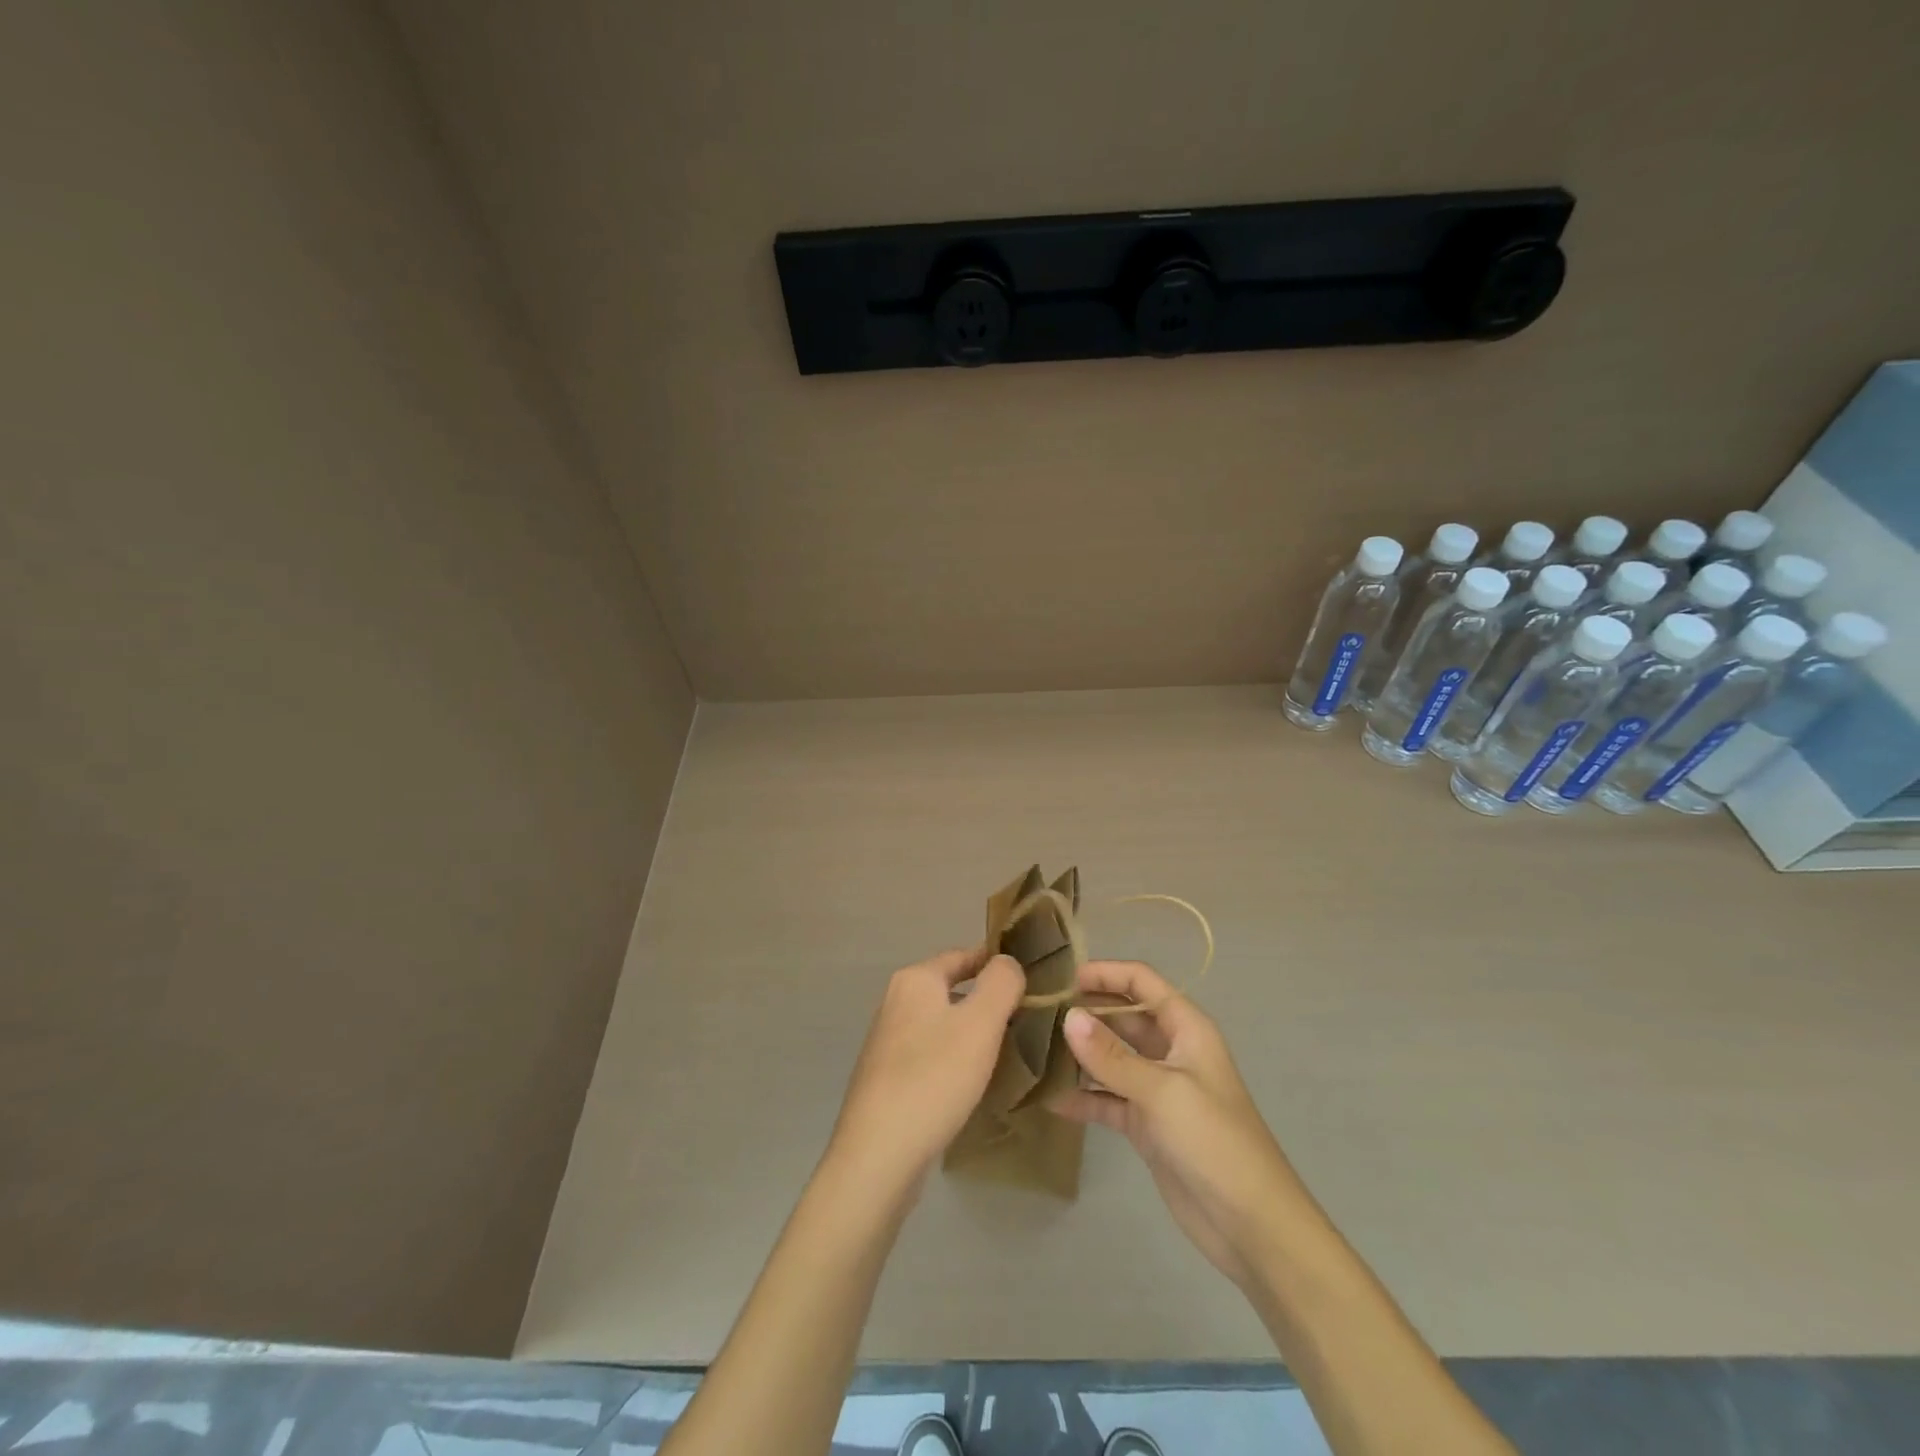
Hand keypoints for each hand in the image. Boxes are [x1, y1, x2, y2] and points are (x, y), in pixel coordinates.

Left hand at [827, 947, 1023, 1195]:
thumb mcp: (980, 1023)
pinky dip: (955, 1060)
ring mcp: (888, 1041)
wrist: (879, 1155)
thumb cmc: (933, 1077)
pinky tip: (974, 1083)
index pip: (963, 955)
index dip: (996, 963)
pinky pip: (931, 1055)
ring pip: (942, 1024)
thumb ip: (1001, 983)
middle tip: (1028, 1018)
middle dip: (987, 1000)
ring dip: (972, 1032)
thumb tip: (1007, 961)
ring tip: (1010, 1050)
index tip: (1031, 977)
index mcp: (915, 980)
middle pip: (951, 989)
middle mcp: (896, 1002)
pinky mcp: (887, 1078)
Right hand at [1049, 960, 1305, 1287]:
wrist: (1251, 1225)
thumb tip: (1068, 1016)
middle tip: (1038, 1013)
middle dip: (1085, 1012)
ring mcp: (1157, 1088)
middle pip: (1122, 1017)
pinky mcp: (1146, 1124)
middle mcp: (1170, 1050)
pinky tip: (1050, 1098)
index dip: (1106, 973)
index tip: (1063, 978)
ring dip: (1079, 1054)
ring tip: (1035, 1049)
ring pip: (1111, 1058)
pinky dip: (1083, 1098)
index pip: (1141, 982)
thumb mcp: (1162, 1091)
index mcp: (1186, 1028)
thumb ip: (1111, 1056)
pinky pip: (1107, 1099)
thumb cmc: (1214, 1141)